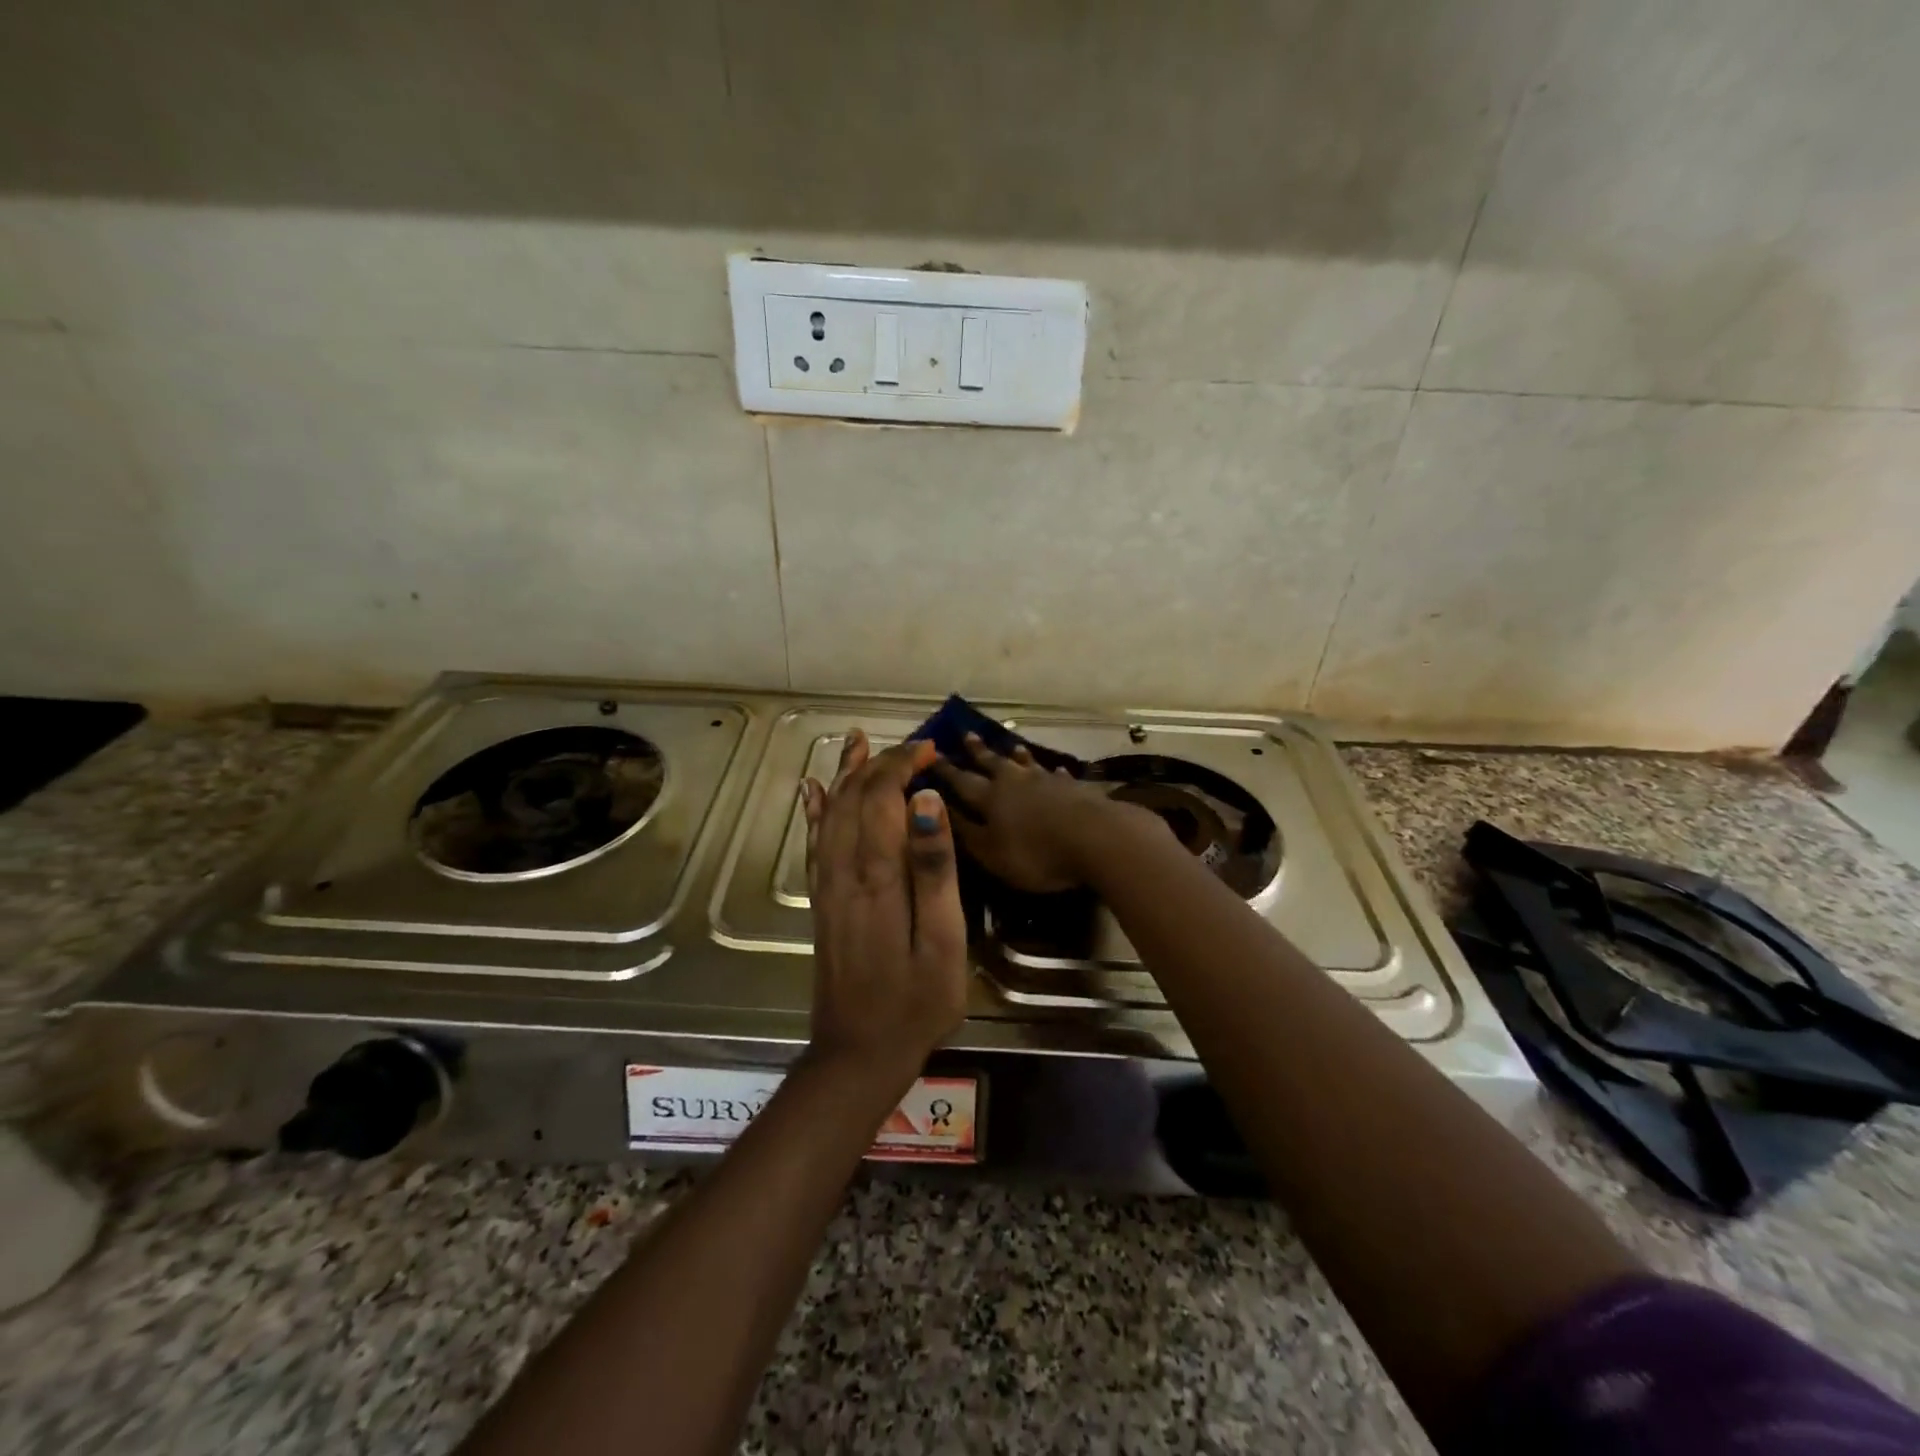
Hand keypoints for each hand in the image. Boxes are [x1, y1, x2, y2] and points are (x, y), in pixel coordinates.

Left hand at [800, 731, 968, 1091]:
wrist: (858, 1053)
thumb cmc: (916, 1000)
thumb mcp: (943, 940)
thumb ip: (934, 868)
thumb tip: (926, 801)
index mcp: (878, 876)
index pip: (882, 797)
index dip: (903, 764)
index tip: (930, 750)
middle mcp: (844, 870)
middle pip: (854, 798)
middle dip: (880, 763)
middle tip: (913, 747)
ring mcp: (827, 886)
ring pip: (830, 813)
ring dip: (845, 774)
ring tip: (856, 742)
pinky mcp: (821, 902)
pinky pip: (815, 843)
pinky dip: (815, 810)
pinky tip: (813, 791)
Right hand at [933, 733, 1148, 892]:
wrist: (1095, 838)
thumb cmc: (1036, 852)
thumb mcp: (991, 853)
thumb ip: (966, 833)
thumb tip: (939, 811)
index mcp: (990, 797)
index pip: (961, 781)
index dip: (945, 770)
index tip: (931, 754)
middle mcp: (1015, 781)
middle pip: (993, 762)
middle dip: (978, 751)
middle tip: (967, 734)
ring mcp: (1047, 781)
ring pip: (1026, 763)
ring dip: (1016, 755)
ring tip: (1011, 746)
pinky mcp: (1075, 787)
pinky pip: (1058, 776)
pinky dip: (1053, 772)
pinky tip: (1056, 770)